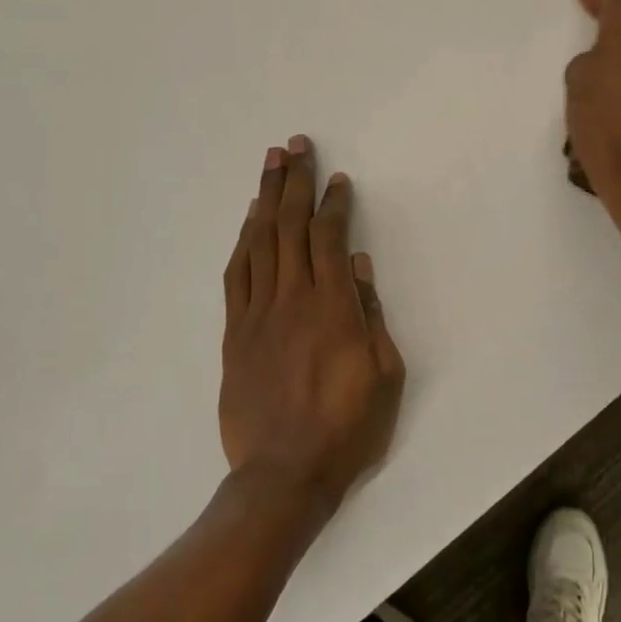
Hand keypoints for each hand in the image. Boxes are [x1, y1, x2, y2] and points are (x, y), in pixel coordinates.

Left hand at [219, 135, 405, 517]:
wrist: (284, 475)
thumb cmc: (348, 428)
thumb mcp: (384, 375)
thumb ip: (369, 314)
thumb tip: (356, 264)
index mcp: (332, 308)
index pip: (328, 238)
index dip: (332, 203)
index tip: (337, 179)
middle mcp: (292, 299)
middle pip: (290, 227)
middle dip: (294, 182)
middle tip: (296, 146)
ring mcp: (258, 314)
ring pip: (259, 243)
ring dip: (265, 199)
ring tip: (270, 165)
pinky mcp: (235, 333)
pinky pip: (236, 276)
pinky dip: (243, 242)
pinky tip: (248, 221)